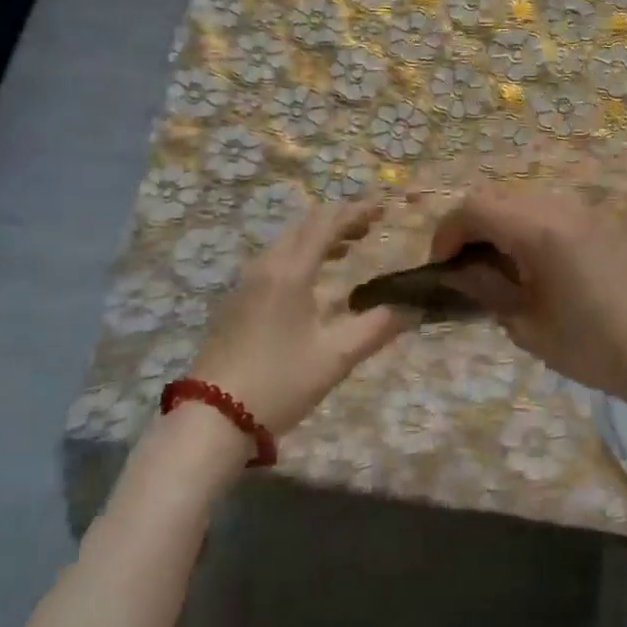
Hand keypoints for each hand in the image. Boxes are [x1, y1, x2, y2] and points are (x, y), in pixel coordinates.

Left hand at [189, 199, 405, 438]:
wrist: (213, 417)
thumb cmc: (279, 382)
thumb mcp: (335, 358)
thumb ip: (377, 328)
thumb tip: (413, 308)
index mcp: (290, 271)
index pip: (326, 223)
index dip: (356, 211)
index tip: (382, 208)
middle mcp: (266, 266)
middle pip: (304, 226)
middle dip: (338, 220)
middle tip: (369, 227)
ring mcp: (246, 282)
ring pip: (287, 242)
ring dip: (318, 238)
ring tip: (348, 248)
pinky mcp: (236, 301)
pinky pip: (274, 261)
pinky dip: (300, 255)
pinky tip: (313, 281)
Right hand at [430, 183, 626, 432]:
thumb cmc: (593, 345)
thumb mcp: (526, 324)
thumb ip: (485, 287)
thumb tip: (459, 271)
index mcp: (537, 230)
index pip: (473, 208)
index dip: (447, 233)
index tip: (442, 268)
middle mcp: (557, 206)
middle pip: (493, 197)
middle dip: (469, 228)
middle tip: (463, 268)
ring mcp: (580, 209)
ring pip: (519, 200)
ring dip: (497, 225)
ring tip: (496, 269)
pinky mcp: (596, 219)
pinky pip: (545, 209)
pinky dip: (523, 227)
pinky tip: (531, 265)